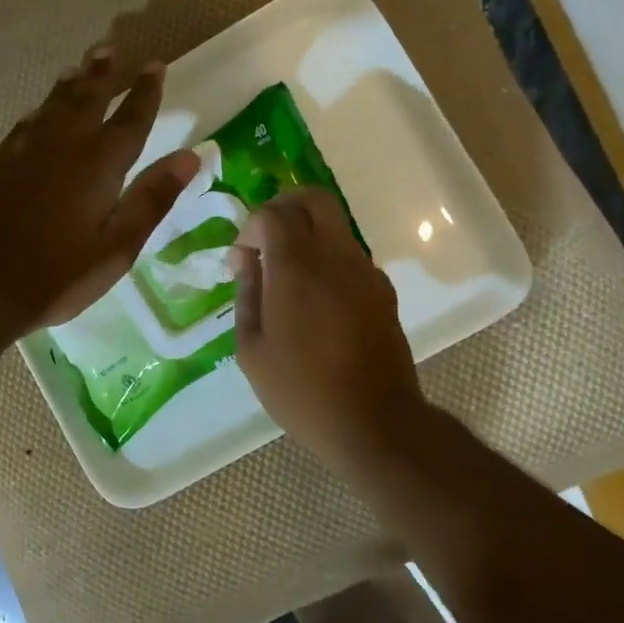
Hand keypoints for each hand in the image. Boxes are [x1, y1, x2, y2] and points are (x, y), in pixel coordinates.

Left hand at [0, 47, 200, 340]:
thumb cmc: (58, 275)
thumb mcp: (117, 247)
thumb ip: (153, 198)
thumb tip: (192, 156)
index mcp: (98, 164)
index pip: (131, 118)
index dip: (146, 91)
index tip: (156, 66)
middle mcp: (63, 145)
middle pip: (88, 98)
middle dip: (105, 73)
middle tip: (113, 50)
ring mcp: (26, 151)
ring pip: (54, 104)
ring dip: (72, 82)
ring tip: (82, 65)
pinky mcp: (0, 164)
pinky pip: (26, 122)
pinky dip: (40, 109)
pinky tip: (40, 110)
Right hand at [229, 187, 425, 466]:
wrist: (374, 423)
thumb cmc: (301, 391)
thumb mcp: (252, 349)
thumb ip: (246, 294)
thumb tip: (245, 259)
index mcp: (297, 268)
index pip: (274, 213)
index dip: (251, 226)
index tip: (241, 258)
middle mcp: (335, 257)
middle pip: (314, 199)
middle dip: (285, 206)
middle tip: (265, 237)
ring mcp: (365, 271)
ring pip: (335, 224)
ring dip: (307, 233)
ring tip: (287, 272)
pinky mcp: (382, 290)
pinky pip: (349, 253)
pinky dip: (327, 256)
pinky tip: (314, 296)